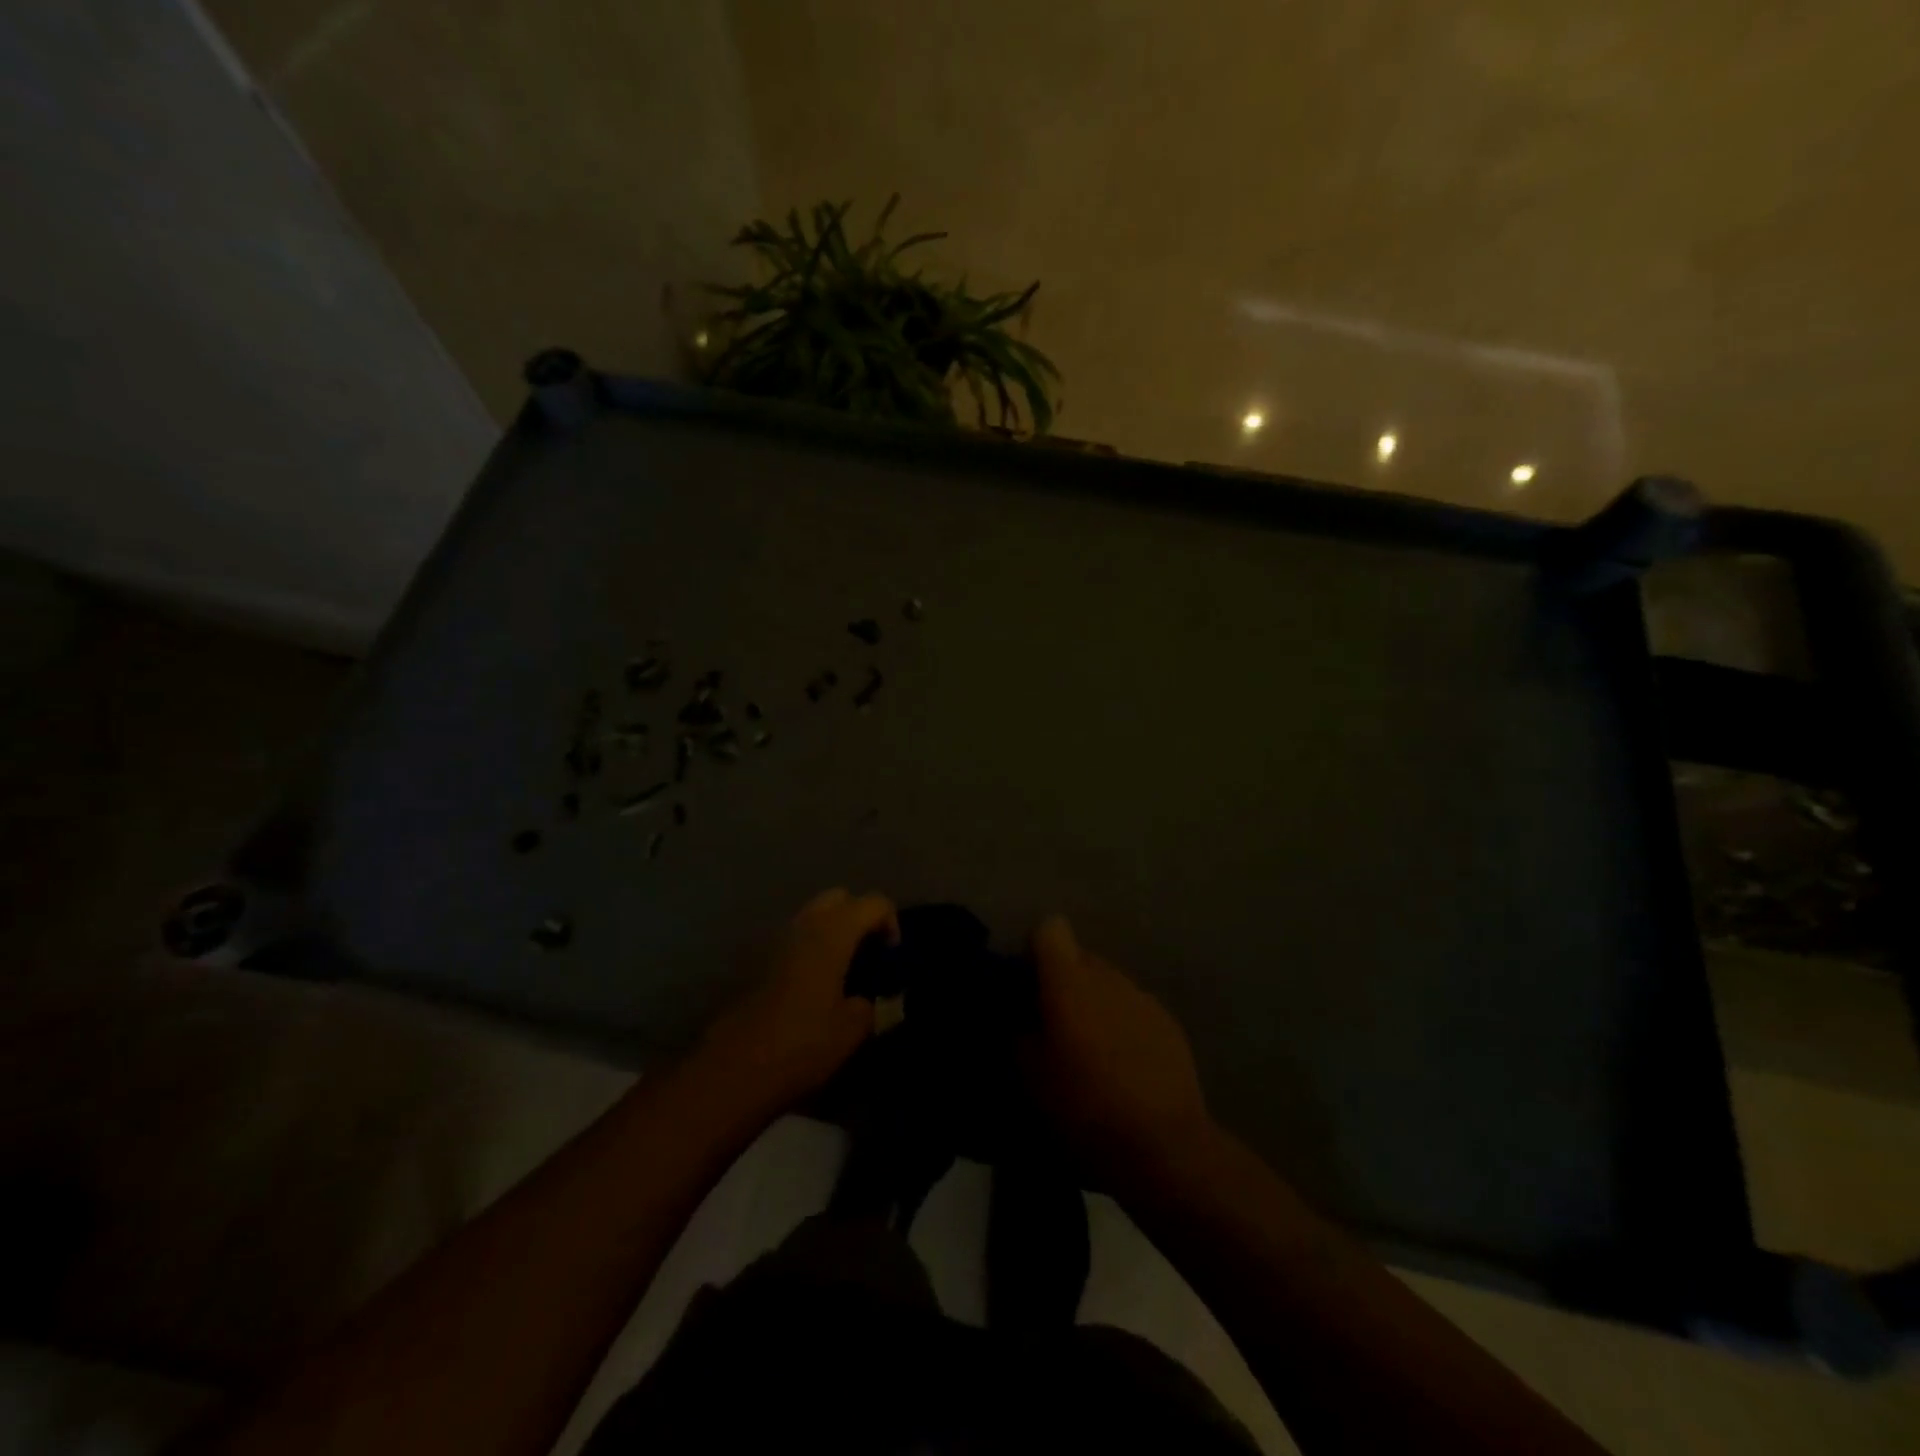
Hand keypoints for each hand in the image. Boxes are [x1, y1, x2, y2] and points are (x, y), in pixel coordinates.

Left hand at [700, 889, 898, 1113]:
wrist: (735, 1068)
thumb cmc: (803, 1042)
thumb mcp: (852, 1030)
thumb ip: (871, 1006)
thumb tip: (871, 1000)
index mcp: (834, 932)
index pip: (874, 903)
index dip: (892, 923)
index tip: (893, 958)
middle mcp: (806, 925)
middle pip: (840, 898)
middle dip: (860, 917)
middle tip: (870, 953)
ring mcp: (778, 941)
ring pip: (814, 916)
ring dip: (834, 932)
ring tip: (845, 971)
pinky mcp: (761, 962)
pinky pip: (797, 940)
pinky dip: (813, 949)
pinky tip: (819, 986)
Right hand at [1023, 916, 1213, 1187]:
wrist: (1162, 1144)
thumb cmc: (1084, 1106)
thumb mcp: (1030, 1075)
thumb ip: (1019, 1032)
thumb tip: (1019, 1015)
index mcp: (1069, 980)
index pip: (1050, 929)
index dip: (1037, 950)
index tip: (1029, 982)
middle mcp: (1108, 976)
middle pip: (1080, 957)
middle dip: (1065, 981)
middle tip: (1055, 1023)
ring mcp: (1143, 997)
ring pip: (1109, 983)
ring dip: (1096, 1003)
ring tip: (1092, 1049)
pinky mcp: (1170, 1022)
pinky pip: (1135, 1008)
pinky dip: (1124, 1024)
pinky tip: (1124, 1066)